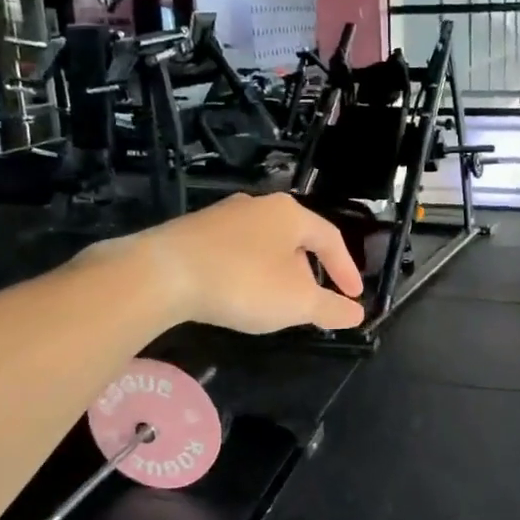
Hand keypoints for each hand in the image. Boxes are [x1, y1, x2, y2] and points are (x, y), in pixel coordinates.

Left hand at [101, 193, 365, 334]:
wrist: (162, 274)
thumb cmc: (242, 282)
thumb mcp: (295, 302)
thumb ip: (330, 308)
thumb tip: (357, 313)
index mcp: (290, 214)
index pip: (331, 238)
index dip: (346, 269)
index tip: (353, 296)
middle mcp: (258, 205)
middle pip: (296, 239)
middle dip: (308, 272)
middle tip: (310, 302)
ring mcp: (222, 216)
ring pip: (264, 244)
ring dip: (276, 272)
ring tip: (275, 301)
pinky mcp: (194, 231)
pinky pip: (235, 251)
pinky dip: (248, 271)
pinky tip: (238, 293)